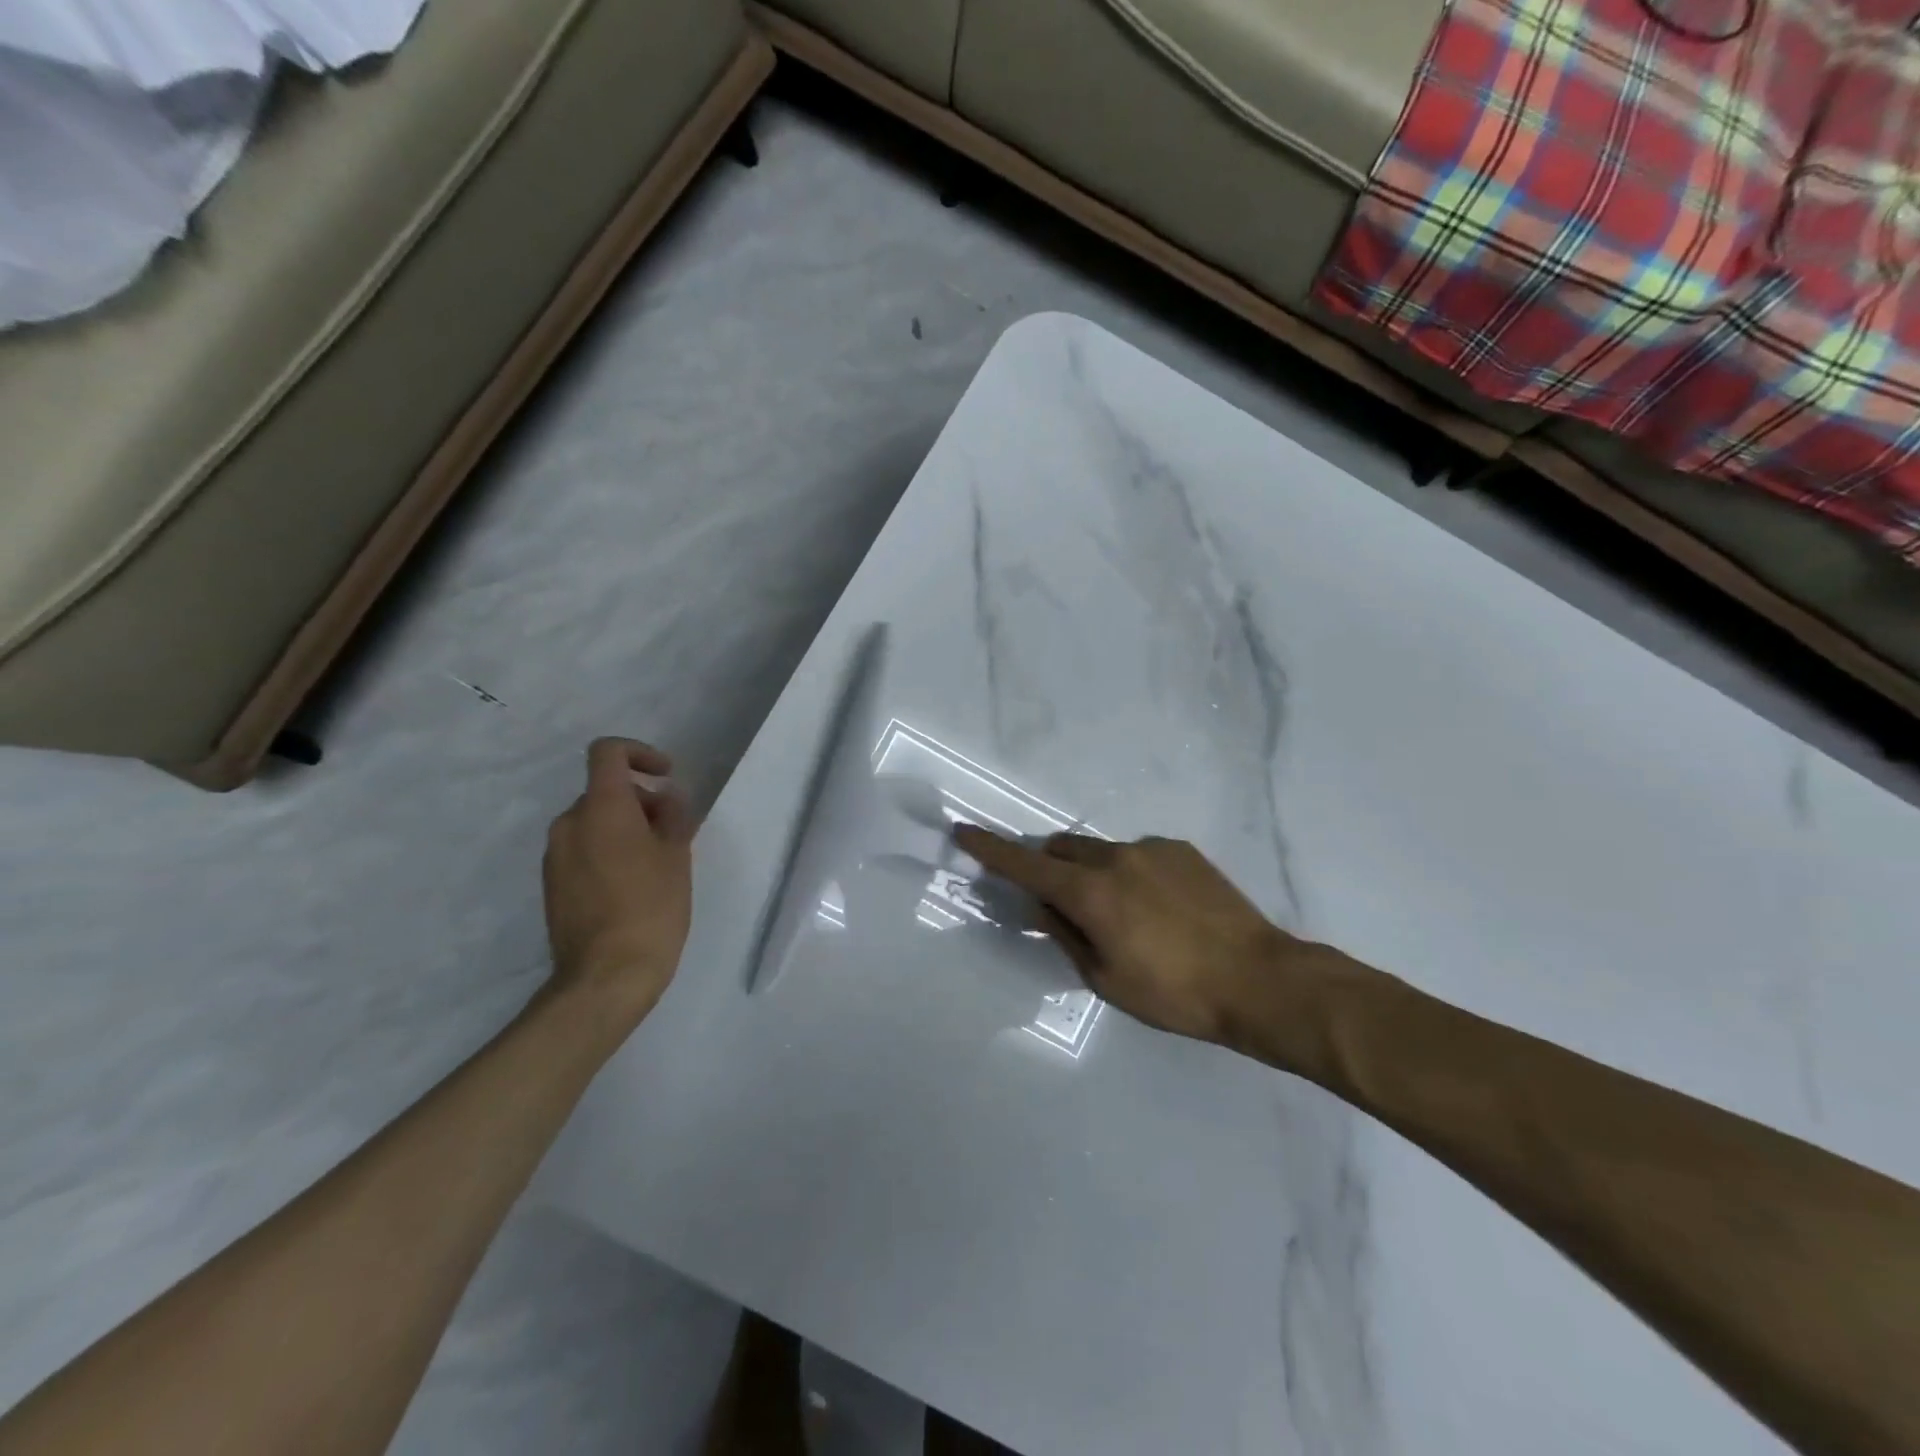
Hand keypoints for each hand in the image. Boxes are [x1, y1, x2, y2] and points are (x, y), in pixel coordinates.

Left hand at [542, 739, 695, 1027]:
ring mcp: (555, 856)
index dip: (639, 753)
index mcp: (601, 808)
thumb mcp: (677, 856)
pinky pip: (583, 849)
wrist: (606, 977)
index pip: (607, 753)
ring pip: (594, 821)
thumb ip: (673, 816)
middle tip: (675, 830)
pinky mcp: (552, 884)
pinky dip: (609, 850)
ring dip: (626, 827)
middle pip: (605, 790)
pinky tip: (634, 883)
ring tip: (659, 860)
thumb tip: (666, 797)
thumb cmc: (651, 908)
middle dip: (641, 800)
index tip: (666, 775)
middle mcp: (569, 823)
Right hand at [953, 826, 1314, 1049]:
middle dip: (1048, 865)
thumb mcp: (1105, 978)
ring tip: (1124, 914)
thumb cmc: (1174, 993)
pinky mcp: (1182, 850)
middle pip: (1062, 848)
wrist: (1259, 979)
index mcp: (1090, 892)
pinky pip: (1139, 854)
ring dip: (1093, 871)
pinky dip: (1130, 872)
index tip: (963, 831)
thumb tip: (1041, 906)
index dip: (990, 849)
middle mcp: (1115, 858)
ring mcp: (1152, 849)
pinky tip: (1160, 908)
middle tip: (1059, 900)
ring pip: (1101, 850)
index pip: (1026, 864)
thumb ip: (1065, 935)